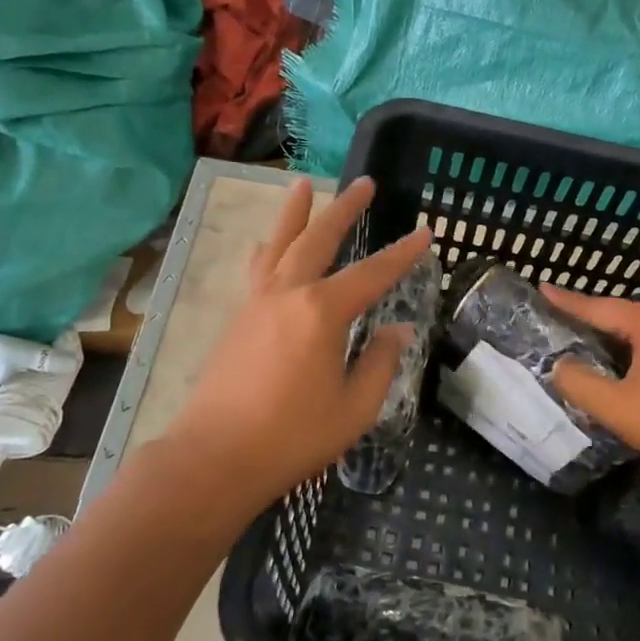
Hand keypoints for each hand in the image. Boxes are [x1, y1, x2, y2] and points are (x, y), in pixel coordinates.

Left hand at [161, 176, 432, 521]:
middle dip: (344, 209)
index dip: (402, 254)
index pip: (372, 274)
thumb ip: (379, 363)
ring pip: (278, 244)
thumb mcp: (354, 407)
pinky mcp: (237, 319)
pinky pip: (256, 269)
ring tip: (303, 184)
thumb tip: (397, 330)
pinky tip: (265, 245)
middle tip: (365, 182)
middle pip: (318, 239)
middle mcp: (287, 294)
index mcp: (321, 313)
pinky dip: (267, 248)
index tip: (424, 232)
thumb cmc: (292, 437)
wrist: (215, 458)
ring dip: (295, 213)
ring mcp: (256, 303)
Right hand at [541, 283, 639, 492]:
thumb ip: (580, 384)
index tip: (541, 288)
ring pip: (632, 329)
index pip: (597, 307)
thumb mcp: (615, 406)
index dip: (566, 301)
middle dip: (584, 315)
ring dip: (604, 333)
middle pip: (615, 314)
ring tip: (573, 333)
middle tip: (552, 314)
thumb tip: (559, 366)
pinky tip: (609, 358)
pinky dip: (623, 346)